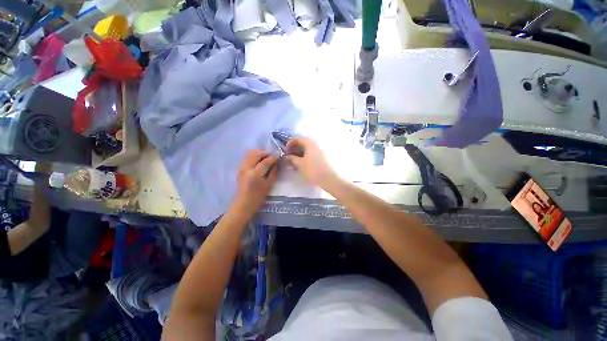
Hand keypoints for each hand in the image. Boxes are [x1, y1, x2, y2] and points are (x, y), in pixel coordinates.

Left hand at [232, 150, 278, 217]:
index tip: (279, 155)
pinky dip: (254, 157)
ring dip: (259, 154)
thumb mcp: (268, 186)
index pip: (265, 161)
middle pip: (255, 154)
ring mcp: (241, 168)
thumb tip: (277, 163)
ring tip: (266, 159)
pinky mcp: (239, 169)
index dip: (273, 157)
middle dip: (265, 153)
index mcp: (255, 174)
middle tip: (272, 157)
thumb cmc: (257, 198)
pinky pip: (247, 158)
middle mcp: (246, 168)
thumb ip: (273, 173)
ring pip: (250, 154)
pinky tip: (259, 163)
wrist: (242, 205)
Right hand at [285, 137, 338, 188]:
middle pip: (302, 142)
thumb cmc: (313, 170)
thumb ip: (291, 158)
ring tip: (294, 162)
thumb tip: (286, 157)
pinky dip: (305, 156)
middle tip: (289, 157)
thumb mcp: (300, 164)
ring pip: (306, 148)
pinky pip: (311, 153)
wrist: (329, 178)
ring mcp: (319, 149)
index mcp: (309, 142)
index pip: (296, 138)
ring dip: (299, 153)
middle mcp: (315, 143)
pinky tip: (302, 164)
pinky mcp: (322, 156)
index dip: (289, 144)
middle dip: (294, 149)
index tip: (285, 152)